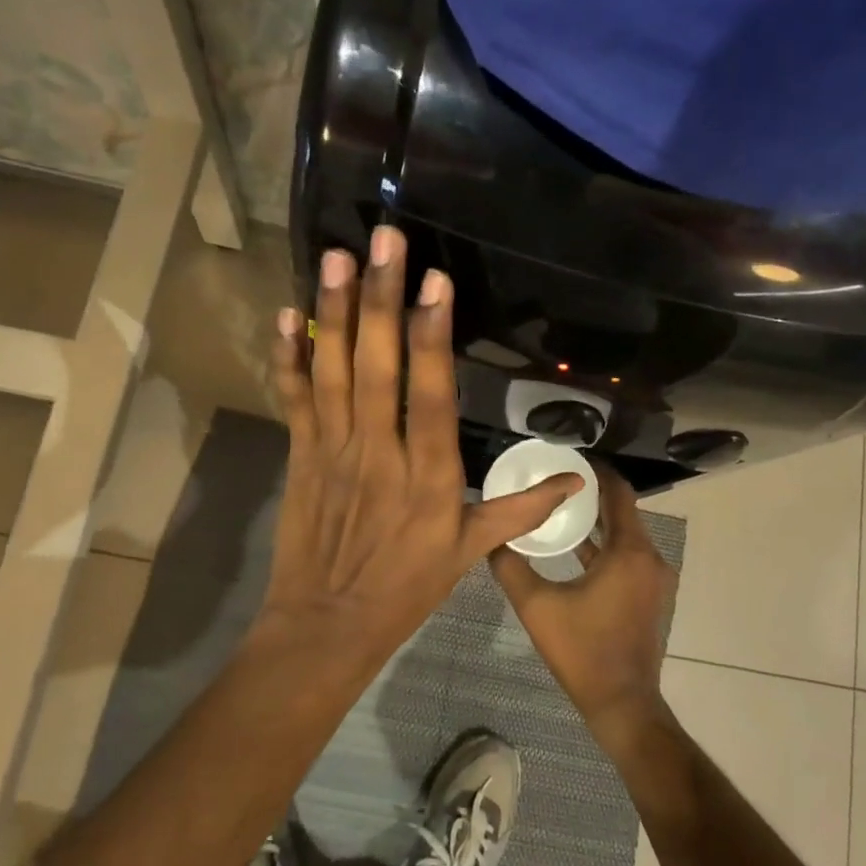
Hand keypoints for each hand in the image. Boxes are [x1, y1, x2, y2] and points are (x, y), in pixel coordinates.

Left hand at [260, 225, 581, 665]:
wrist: (327, 625)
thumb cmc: (406, 588)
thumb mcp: (470, 553)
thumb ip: (520, 511)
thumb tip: (577, 482)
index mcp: (429, 476)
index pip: (432, 395)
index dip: (432, 337)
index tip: (434, 282)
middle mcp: (379, 452)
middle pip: (378, 368)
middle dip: (380, 299)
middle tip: (382, 239)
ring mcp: (333, 450)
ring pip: (333, 372)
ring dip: (334, 312)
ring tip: (337, 257)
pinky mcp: (300, 455)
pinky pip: (294, 398)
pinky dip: (289, 356)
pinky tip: (288, 312)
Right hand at [491, 467, 676, 727]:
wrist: (622, 704)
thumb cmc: (582, 651)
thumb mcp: (536, 606)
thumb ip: (510, 567)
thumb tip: (490, 537)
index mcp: (629, 551)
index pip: (618, 492)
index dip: (596, 471)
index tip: (568, 458)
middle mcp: (649, 557)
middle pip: (622, 510)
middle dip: (591, 493)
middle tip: (556, 479)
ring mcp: (653, 579)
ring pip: (625, 534)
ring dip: (597, 520)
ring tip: (560, 506)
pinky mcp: (649, 595)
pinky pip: (627, 555)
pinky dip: (605, 545)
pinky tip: (575, 546)